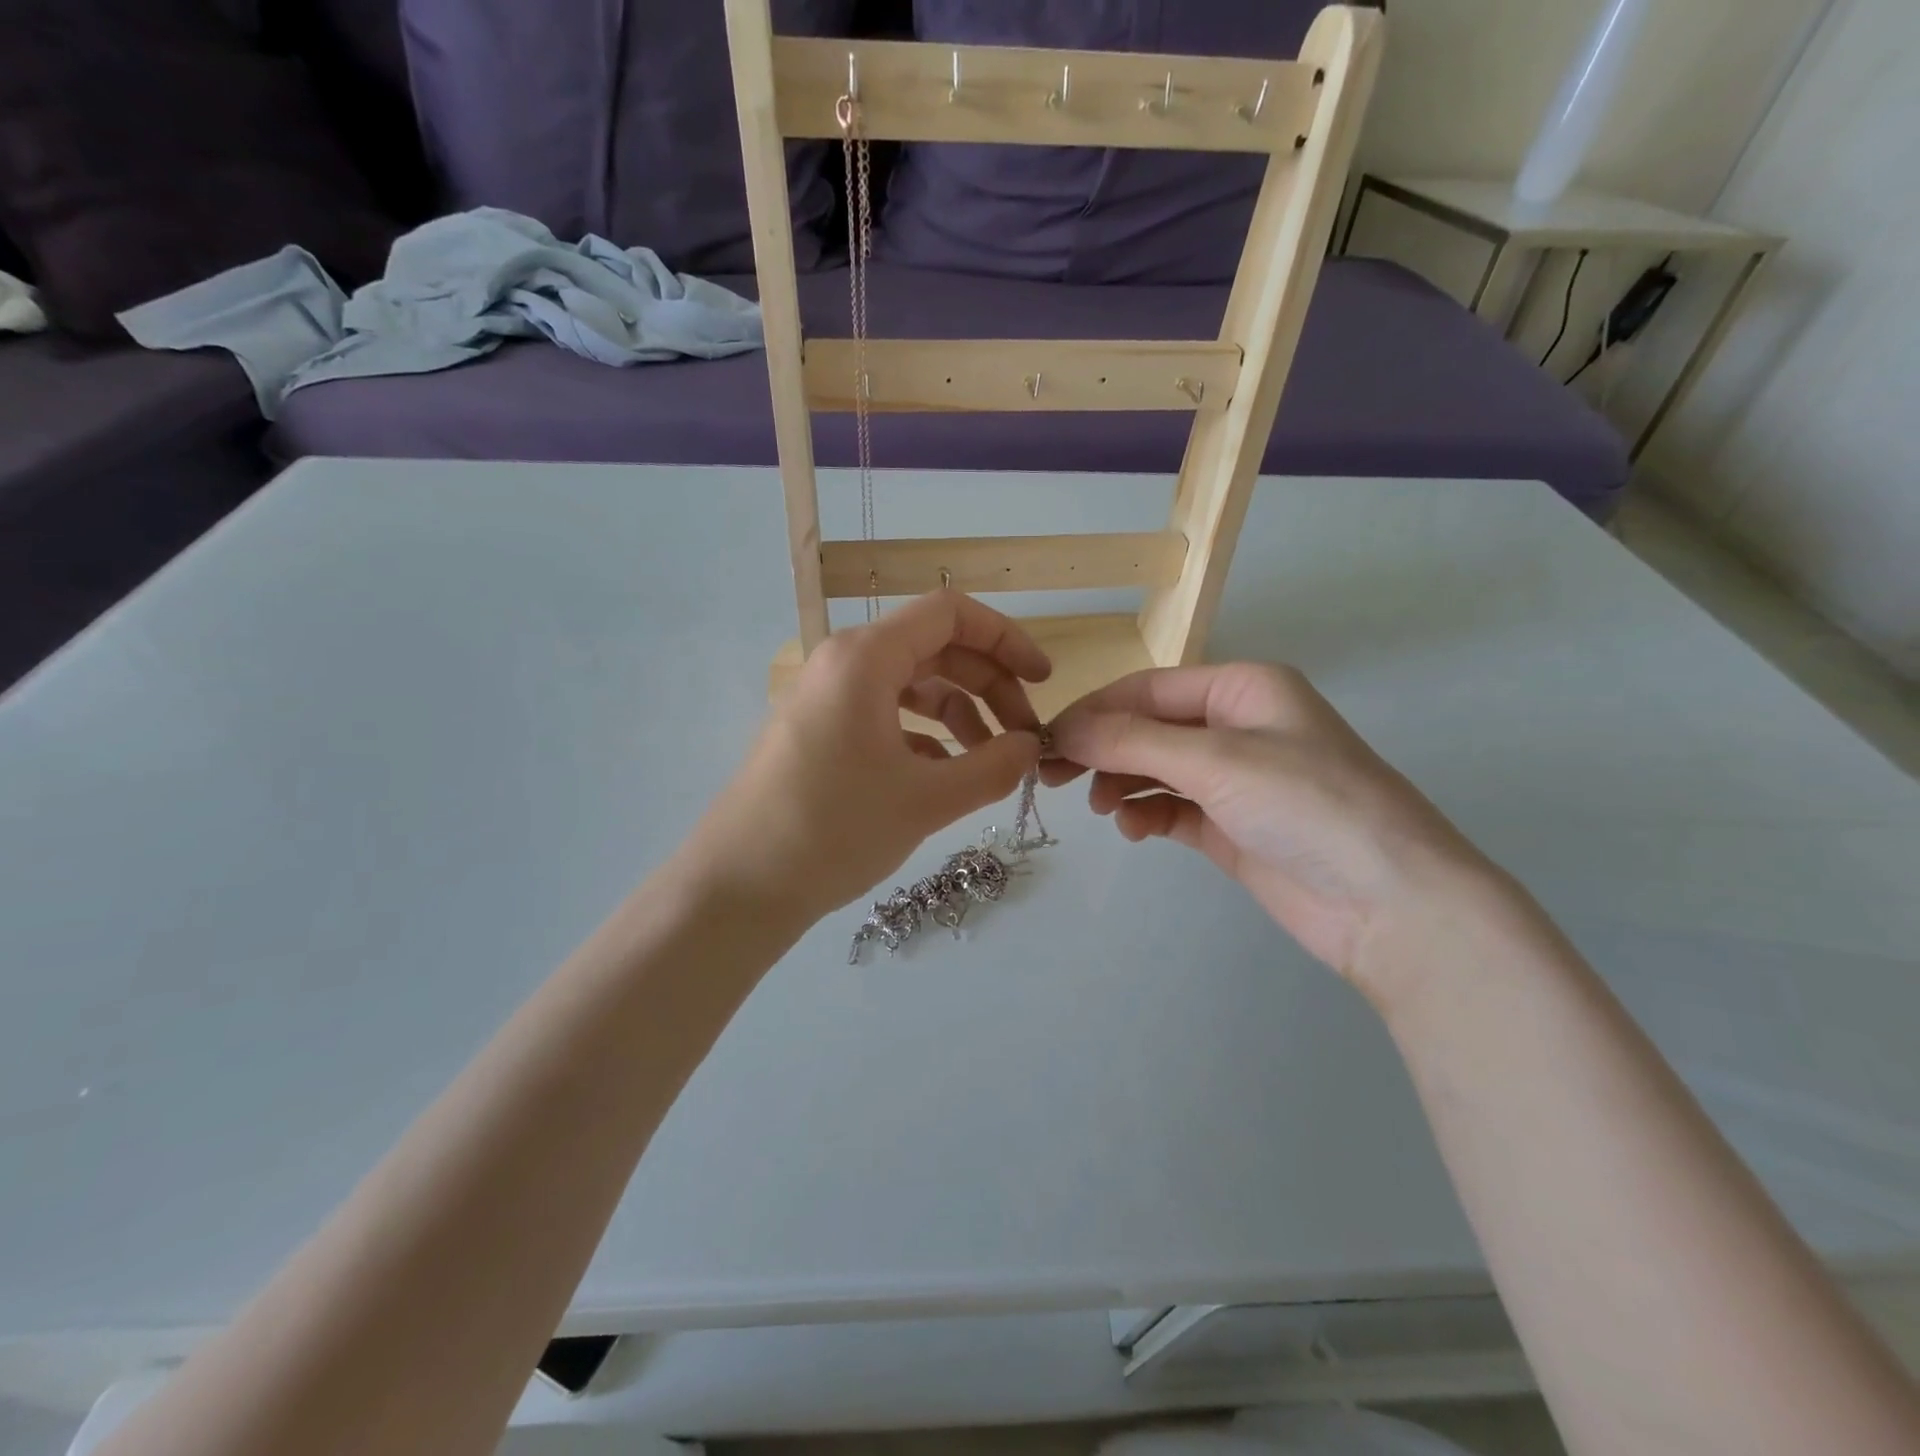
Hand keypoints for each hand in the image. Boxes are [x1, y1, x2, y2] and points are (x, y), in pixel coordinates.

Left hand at [685, 592, 1051, 928]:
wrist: (739, 886)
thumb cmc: (834, 830)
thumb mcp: (926, 800)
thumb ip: (993, 767)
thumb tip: (1030, 748)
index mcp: (866, 658)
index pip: (951, 614)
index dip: (1006, 640)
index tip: (1042, 681)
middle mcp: (843, 664)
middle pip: (935, 649)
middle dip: (989, 687)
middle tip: (1023, 738)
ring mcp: (827, 699)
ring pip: (911, 686)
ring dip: (959, 715)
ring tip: (989, 763)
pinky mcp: (819, 732)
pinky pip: (885, 716)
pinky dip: (923, 737)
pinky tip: (943, 778)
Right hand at [1045, 664, 1506, 988]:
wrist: (1391, 903)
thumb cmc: (1307, 806)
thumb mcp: (1216, 760)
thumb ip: (1133, 741)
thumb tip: (1063, 729)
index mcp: (1243, 688)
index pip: (1148, 689)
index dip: (1095, 711)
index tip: (1046, 740)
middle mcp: (1238, 726)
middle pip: (1149, 727)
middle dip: (1102, 748)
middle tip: (1052, 775)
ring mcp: (1236, 779)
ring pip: (1156, 768)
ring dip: (1122, 782)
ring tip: (1101, 808)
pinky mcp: (1233, 827)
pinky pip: (1173, 809)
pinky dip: (1147, 814)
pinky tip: (1134, 829)